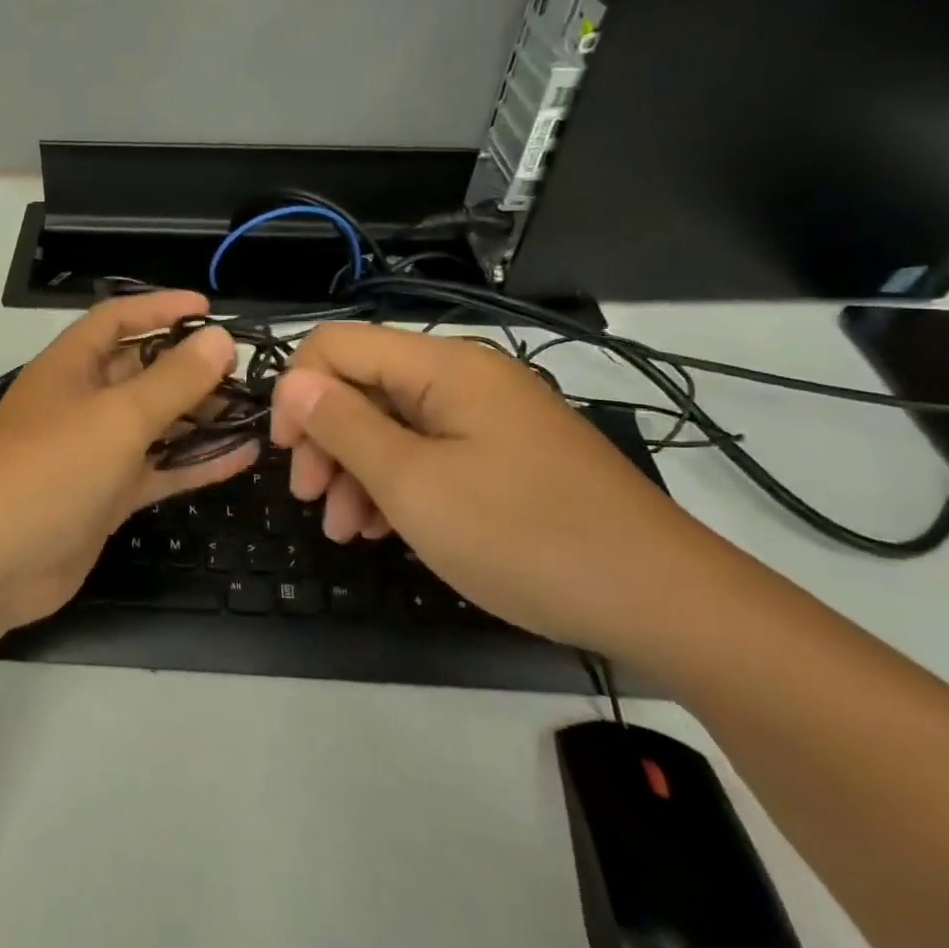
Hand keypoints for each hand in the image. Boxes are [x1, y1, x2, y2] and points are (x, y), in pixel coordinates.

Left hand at [0, 292, 256, 632]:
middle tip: (242, 370)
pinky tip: (242, 457)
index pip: (117, 319)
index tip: (209, 308)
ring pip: (154, 422)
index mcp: (70, 366)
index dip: (161, 308)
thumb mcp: (117, 418)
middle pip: (141, 370)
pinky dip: (195, 462)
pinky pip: (157, 468)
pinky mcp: (106, 495)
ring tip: (252, 411)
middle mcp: (81, 401)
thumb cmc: (50, 471)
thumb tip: (220, 337)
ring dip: (198, 416)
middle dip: (189, 367)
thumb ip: (173, 380)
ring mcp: (93, 451)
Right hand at [270, 324, 719, 655]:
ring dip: (355, 468)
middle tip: (308, 497)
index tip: (283, 451)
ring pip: (393, 423)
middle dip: (324, 436)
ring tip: (342, 528)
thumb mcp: (414, 485)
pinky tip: (381, 527)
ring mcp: (489, 416)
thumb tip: (293, 382)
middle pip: (364, 384)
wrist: (665, 602)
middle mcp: (464, 377)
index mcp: (442, 367)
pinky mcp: (506, 453)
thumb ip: (344, 425)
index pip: (336, 345)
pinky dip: (397, 482)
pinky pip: (431, 451)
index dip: (296, 389)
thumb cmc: (523, 536)